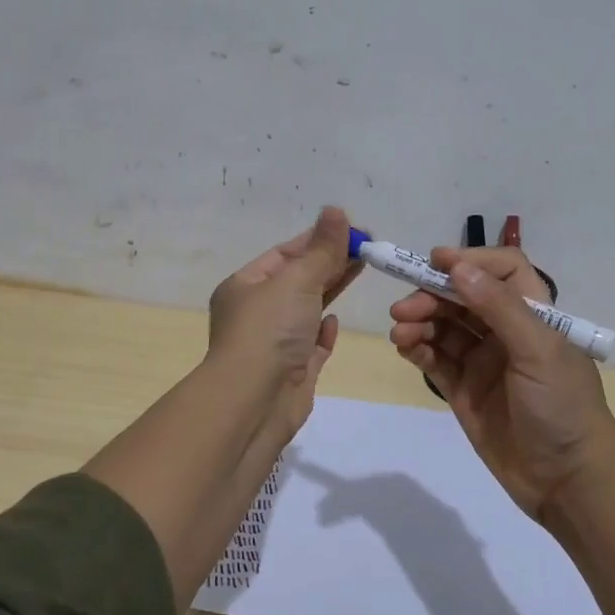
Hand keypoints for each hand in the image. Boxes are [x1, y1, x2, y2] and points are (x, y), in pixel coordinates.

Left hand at [207, 206, 360, 437]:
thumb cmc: (269, 331)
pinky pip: (310, 345)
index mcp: (245, 286)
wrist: (254, 403)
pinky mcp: (292, 371)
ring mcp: (274, 344)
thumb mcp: (297, 280)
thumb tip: (336, 210)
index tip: (355, 230)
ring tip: (362, 269)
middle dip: (331, 262)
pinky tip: (333, 323)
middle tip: (369, 247)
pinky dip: (322, 332)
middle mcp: (256, 313)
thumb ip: (322, 249)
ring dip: (331, 290)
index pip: (285, 253)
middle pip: (298, 279)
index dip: (319, 239)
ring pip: (307, 310)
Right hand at [388, 247, 614, 520]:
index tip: (435, 261)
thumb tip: (458, 266)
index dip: (470, 260)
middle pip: (462, 297)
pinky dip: (417, 348)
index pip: (501, 271)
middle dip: (432, 295)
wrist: (567, 482)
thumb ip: (498, 306)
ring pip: (444, 327)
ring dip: (419, 322)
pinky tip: (404, 346)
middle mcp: (506, 332)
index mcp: (534, 315)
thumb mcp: (538, 351)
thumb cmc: (563, 407)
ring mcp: (483, 362)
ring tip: (399, 332)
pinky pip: (435, 359)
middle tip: (403, 309)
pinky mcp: (463, 390)